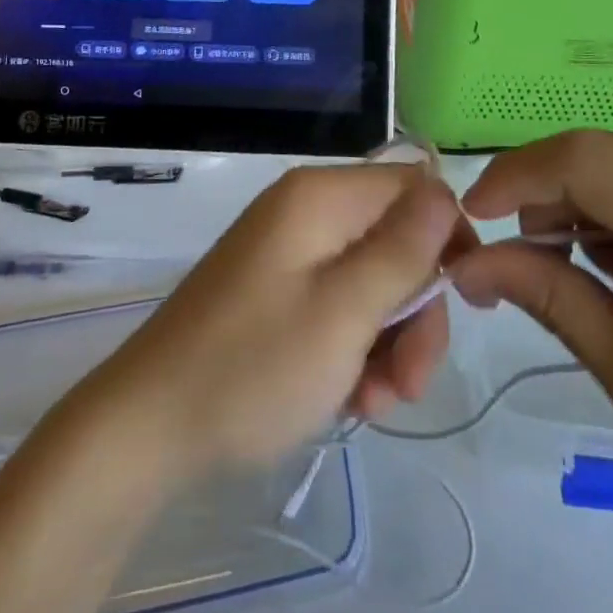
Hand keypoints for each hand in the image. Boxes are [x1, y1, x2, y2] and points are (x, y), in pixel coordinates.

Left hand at [72, 165, 467, 479]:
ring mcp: (289, 251)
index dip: (448, 240)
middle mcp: (306, 210)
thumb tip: (444, 189)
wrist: (149, 425)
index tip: (463, 306)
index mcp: (321, 197)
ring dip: (389, 341)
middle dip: (416, 311)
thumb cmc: (253, 367)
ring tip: (375, 403)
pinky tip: (350, 399)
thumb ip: (401, 250)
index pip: (414, 187)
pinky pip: (338, 304)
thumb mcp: (343, 313)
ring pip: (372, 280)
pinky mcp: (277, 289)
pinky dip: (354, 348)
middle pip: (396, 240)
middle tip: (409, 383)